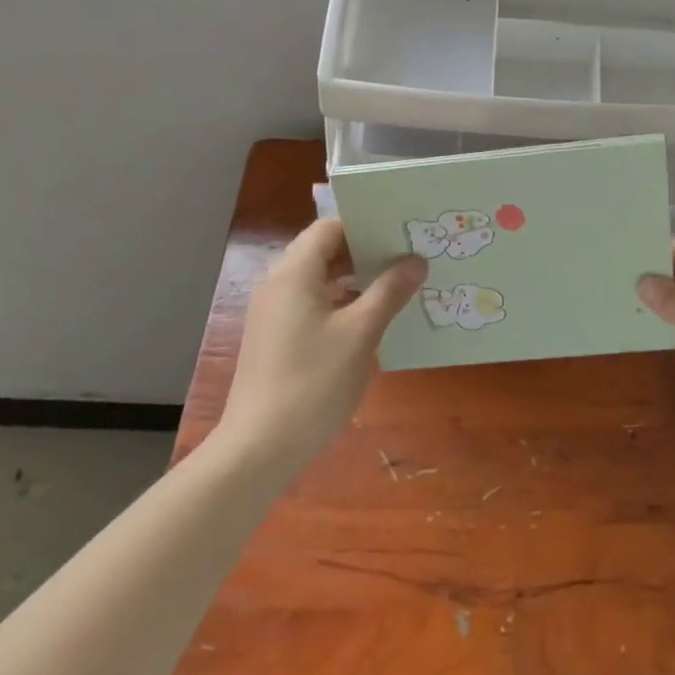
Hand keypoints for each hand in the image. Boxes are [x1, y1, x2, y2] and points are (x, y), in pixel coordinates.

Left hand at [213, 218, 426, 475]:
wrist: (258, 448)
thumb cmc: (313, 382)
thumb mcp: (361, 334)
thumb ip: (389, 292)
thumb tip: (416, 261)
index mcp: (295, 272)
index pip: (330, 227)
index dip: (365, 226)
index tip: (400, 234)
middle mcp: (279, 284)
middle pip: (324, 251)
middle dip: (365, 253)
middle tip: (407, 259)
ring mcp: (274, 313)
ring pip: (320, 281)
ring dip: (355, 281)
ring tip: (397, 288)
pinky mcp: (275, 338)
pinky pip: (312, 305)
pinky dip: (340, 304)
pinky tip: (370, 322)